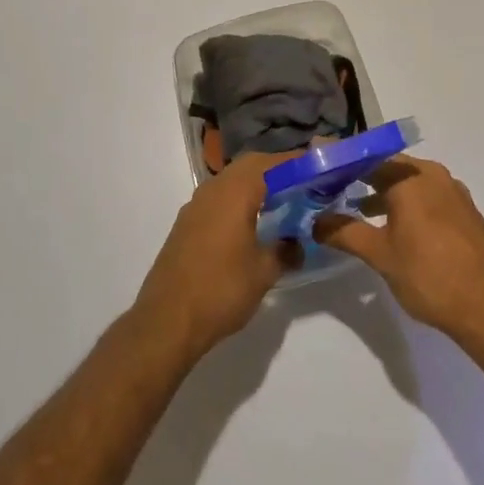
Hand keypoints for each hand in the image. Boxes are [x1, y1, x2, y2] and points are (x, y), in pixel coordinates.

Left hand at [132, 152, 293, 360]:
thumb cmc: (221, 290)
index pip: (271, 163)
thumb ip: (285, 251)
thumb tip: (297, 243)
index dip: (295, 162)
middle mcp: (213, 189)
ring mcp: (195, 206)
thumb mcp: (264, 272)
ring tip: (279, 204)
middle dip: (275, 171)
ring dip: (254, 185)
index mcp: (235, 191)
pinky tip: (249, 225)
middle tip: (300, 185)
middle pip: (249, 166)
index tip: (317, 168)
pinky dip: (237, 201)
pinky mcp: (185, 225)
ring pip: (230, 181)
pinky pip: (217, 200)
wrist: (166, 322)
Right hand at [314, 156, 483, 346]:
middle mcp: (433, 174)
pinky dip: (405, 202)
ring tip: (357, 208)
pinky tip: (393, 225)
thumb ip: (345, 232)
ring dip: (383, 191)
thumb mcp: (380, 255)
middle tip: (331, 188)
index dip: (340, 163)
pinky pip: (427, 196)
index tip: (317, 168)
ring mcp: (454, 192)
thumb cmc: (430, 275)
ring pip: (409, 181)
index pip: (366, 157)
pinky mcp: (465, 212)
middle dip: (360, 176)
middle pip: (388, 166)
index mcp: (410, 176)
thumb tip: (316, 221)